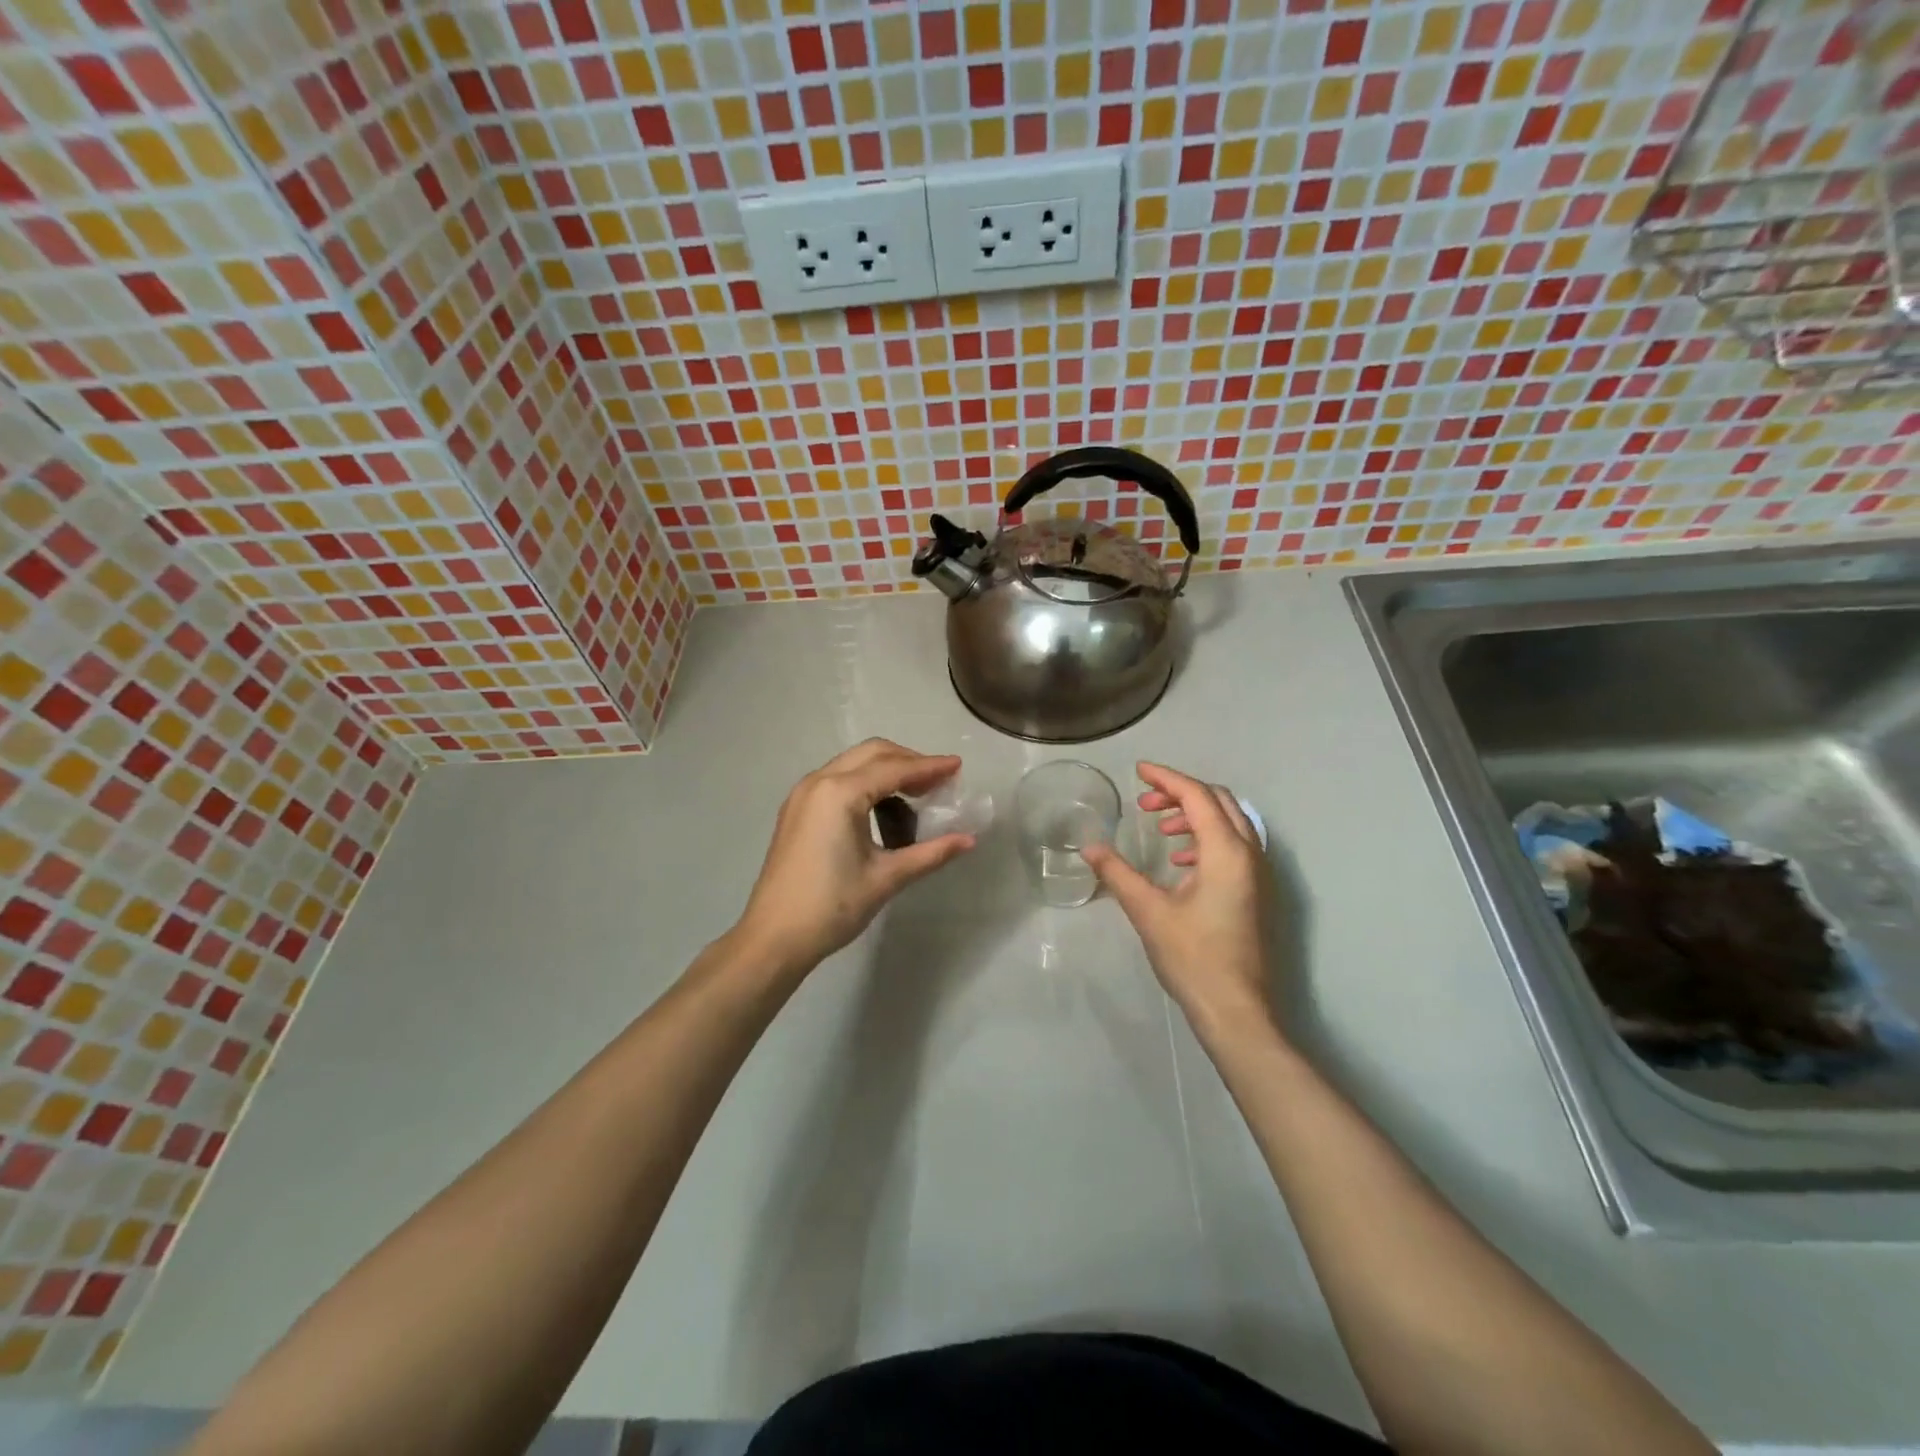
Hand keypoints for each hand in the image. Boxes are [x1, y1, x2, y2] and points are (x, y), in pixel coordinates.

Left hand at [734, 739, 974, 977]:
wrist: (774, 938)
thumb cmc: (832, 907)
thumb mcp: (886, 878)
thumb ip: (930, 853)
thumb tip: (969, 840)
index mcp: (840, 793)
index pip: (894, 769)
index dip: (930, 767)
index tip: (958, 767)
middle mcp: (818, 782)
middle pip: (872, 754)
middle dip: (908, 762)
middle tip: (938, 782)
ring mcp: (803, 794)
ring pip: (853, 764)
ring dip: (886, 771)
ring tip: (915, 797)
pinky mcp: (796, 810)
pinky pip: (837, 780)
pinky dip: (865, 784)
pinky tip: (882, 810)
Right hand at [1081, 762, 1278, 1040]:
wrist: (1237, 1010)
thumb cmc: (1193, 958)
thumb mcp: (1148, 911)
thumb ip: (1118, 873)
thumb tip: (1090, 846)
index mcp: (1226, 852)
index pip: (1196, 796)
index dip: (1166, 778)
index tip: (1138, 771)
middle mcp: (1250, 854)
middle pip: (1218, 801)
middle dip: (1180, 793)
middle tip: (1145, 802)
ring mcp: (1258, 874)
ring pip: (1229, 823)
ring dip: (1194, 816)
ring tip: (1160, 829)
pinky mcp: (1257, 893)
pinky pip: (1234, 846)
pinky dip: (1206, 840)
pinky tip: (1180, 863)